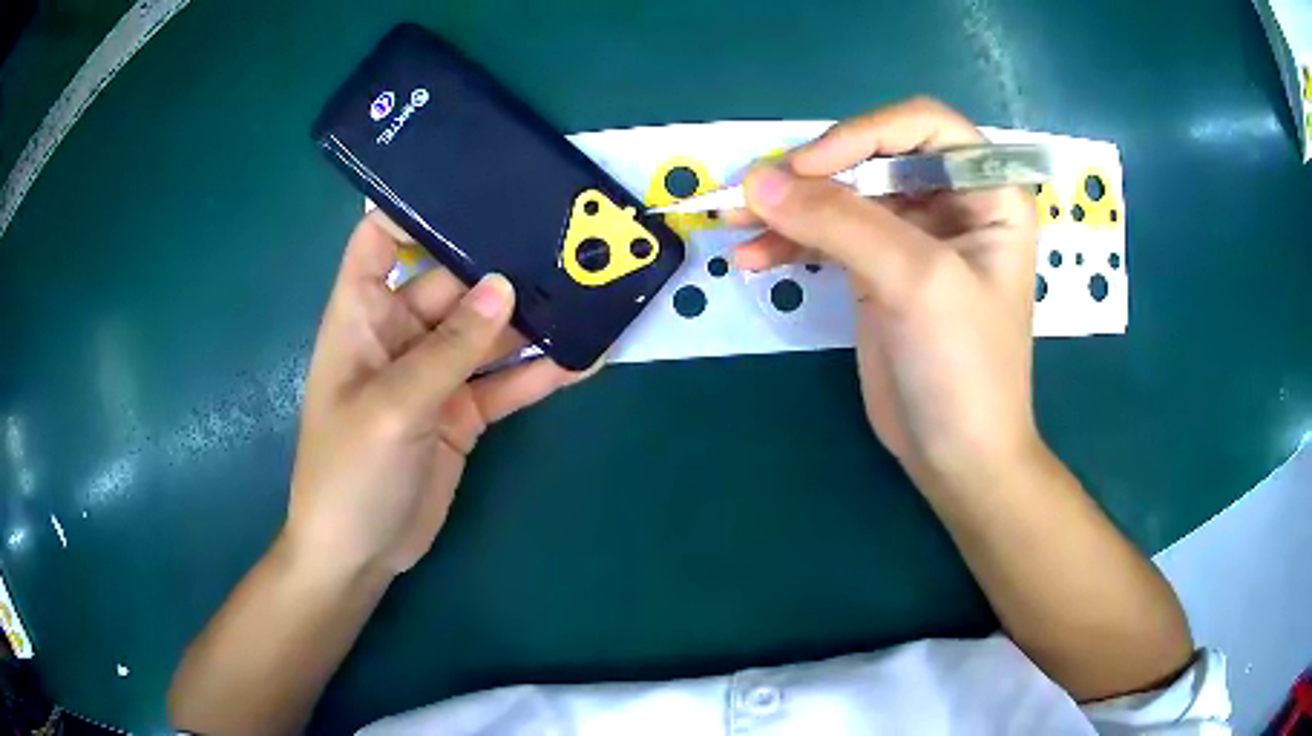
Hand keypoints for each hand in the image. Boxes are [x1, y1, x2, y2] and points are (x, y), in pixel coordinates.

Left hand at [284, 214, 588, 576]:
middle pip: (452, 282)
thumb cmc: (349, 474)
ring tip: (589, 291)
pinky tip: (587, 358)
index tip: (470, 187)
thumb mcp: (393, 407)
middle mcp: (400, 335)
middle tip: (564, 241)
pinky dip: (541, 373)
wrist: (360, 555)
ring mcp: (435, 375)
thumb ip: (449, 350)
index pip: (378, 241)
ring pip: (488, 333)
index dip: (411, 209)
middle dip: (501, 266)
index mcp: (363, 317)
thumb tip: (505, 288)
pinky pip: (507, 383)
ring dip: (532, 319)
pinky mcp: (462, 412)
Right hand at [734, 98, 1039, 485]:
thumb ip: (840, 222)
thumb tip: (756, 180)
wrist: (956, 456)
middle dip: (812, 174)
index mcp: (988, 191)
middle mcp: (952, 201)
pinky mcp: (878, 268)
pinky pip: (828, 235)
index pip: (921, 125)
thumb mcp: (916, 282)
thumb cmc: (964, 367)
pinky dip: (788, 241)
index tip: (805, 168)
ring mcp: (912, 235)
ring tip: (731, 224)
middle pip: (872, 156)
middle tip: (753, 195)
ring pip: (842, 195)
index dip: (862, 134)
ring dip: (787, 207)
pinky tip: (752, 258)